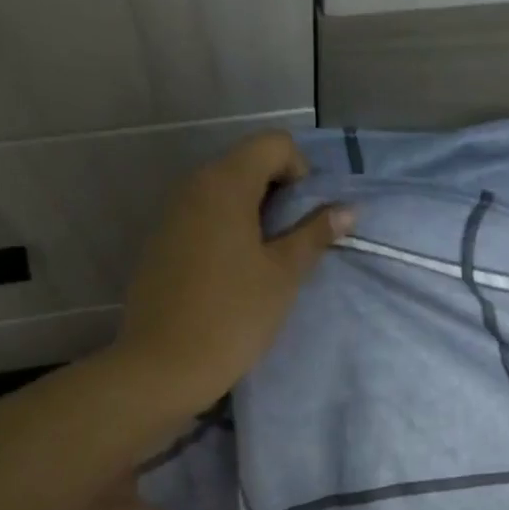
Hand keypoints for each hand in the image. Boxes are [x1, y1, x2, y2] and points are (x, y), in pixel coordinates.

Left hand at [118, 131, 352, 412]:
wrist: (165, 364)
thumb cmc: (235, 315)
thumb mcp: (284, 274)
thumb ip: (315, 234)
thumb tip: (347, 208)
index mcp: (224, 183)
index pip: (274, 144)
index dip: (302, 172)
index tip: (308, 219)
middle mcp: (193, 186)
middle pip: (247, 164)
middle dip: (280, 195)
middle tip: (295, 245)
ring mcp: (171, 214)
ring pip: (225, 193)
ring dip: (255, 215)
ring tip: (268, 264)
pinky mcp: (161, 242)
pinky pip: (203, 218)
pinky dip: (228, 232)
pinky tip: (235, 277)